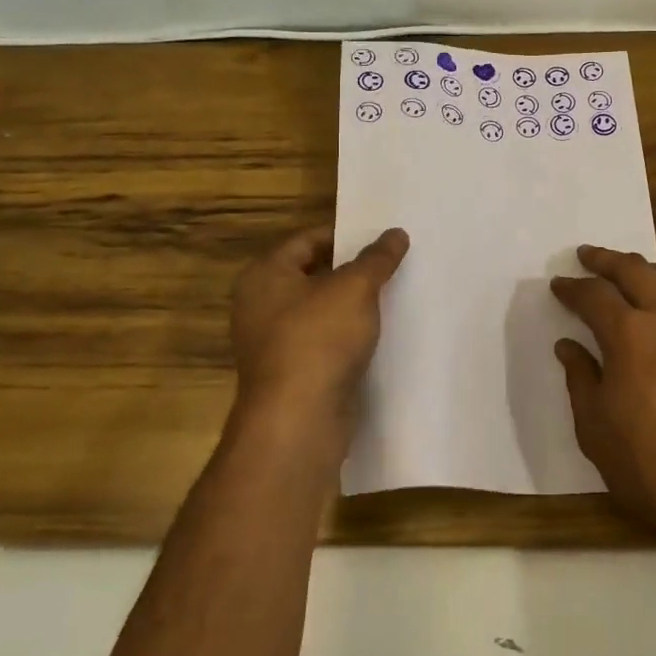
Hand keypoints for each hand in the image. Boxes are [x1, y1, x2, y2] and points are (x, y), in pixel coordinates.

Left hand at [229, 226, 408, 440]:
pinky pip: (322, 343)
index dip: (344, 235)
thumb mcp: (355, 288)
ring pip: (319, 311)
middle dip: (351, 271)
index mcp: (264, 275)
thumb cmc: (318, 339)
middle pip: (312, 275)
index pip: (307, 240)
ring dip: (351, 305)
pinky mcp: (290, 375)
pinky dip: (346, 336)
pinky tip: (378, 335)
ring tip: (392, 295)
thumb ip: (376, 258)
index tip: (379, 237)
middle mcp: (260, 306)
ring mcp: (272, 344)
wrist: (298, 422)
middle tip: (391, 263)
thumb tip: (396, 233)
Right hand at [553, 245, 655, 547]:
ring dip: (644, 266)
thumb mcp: (595, 428)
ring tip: (628, 271)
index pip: (593, 295)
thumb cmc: (651, 467)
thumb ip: (580, 378)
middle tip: (586, 255)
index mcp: (629, 335)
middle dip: (604, 259)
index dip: (571, 288)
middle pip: (633, 269)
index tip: (558, 285)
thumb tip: (568, 346)